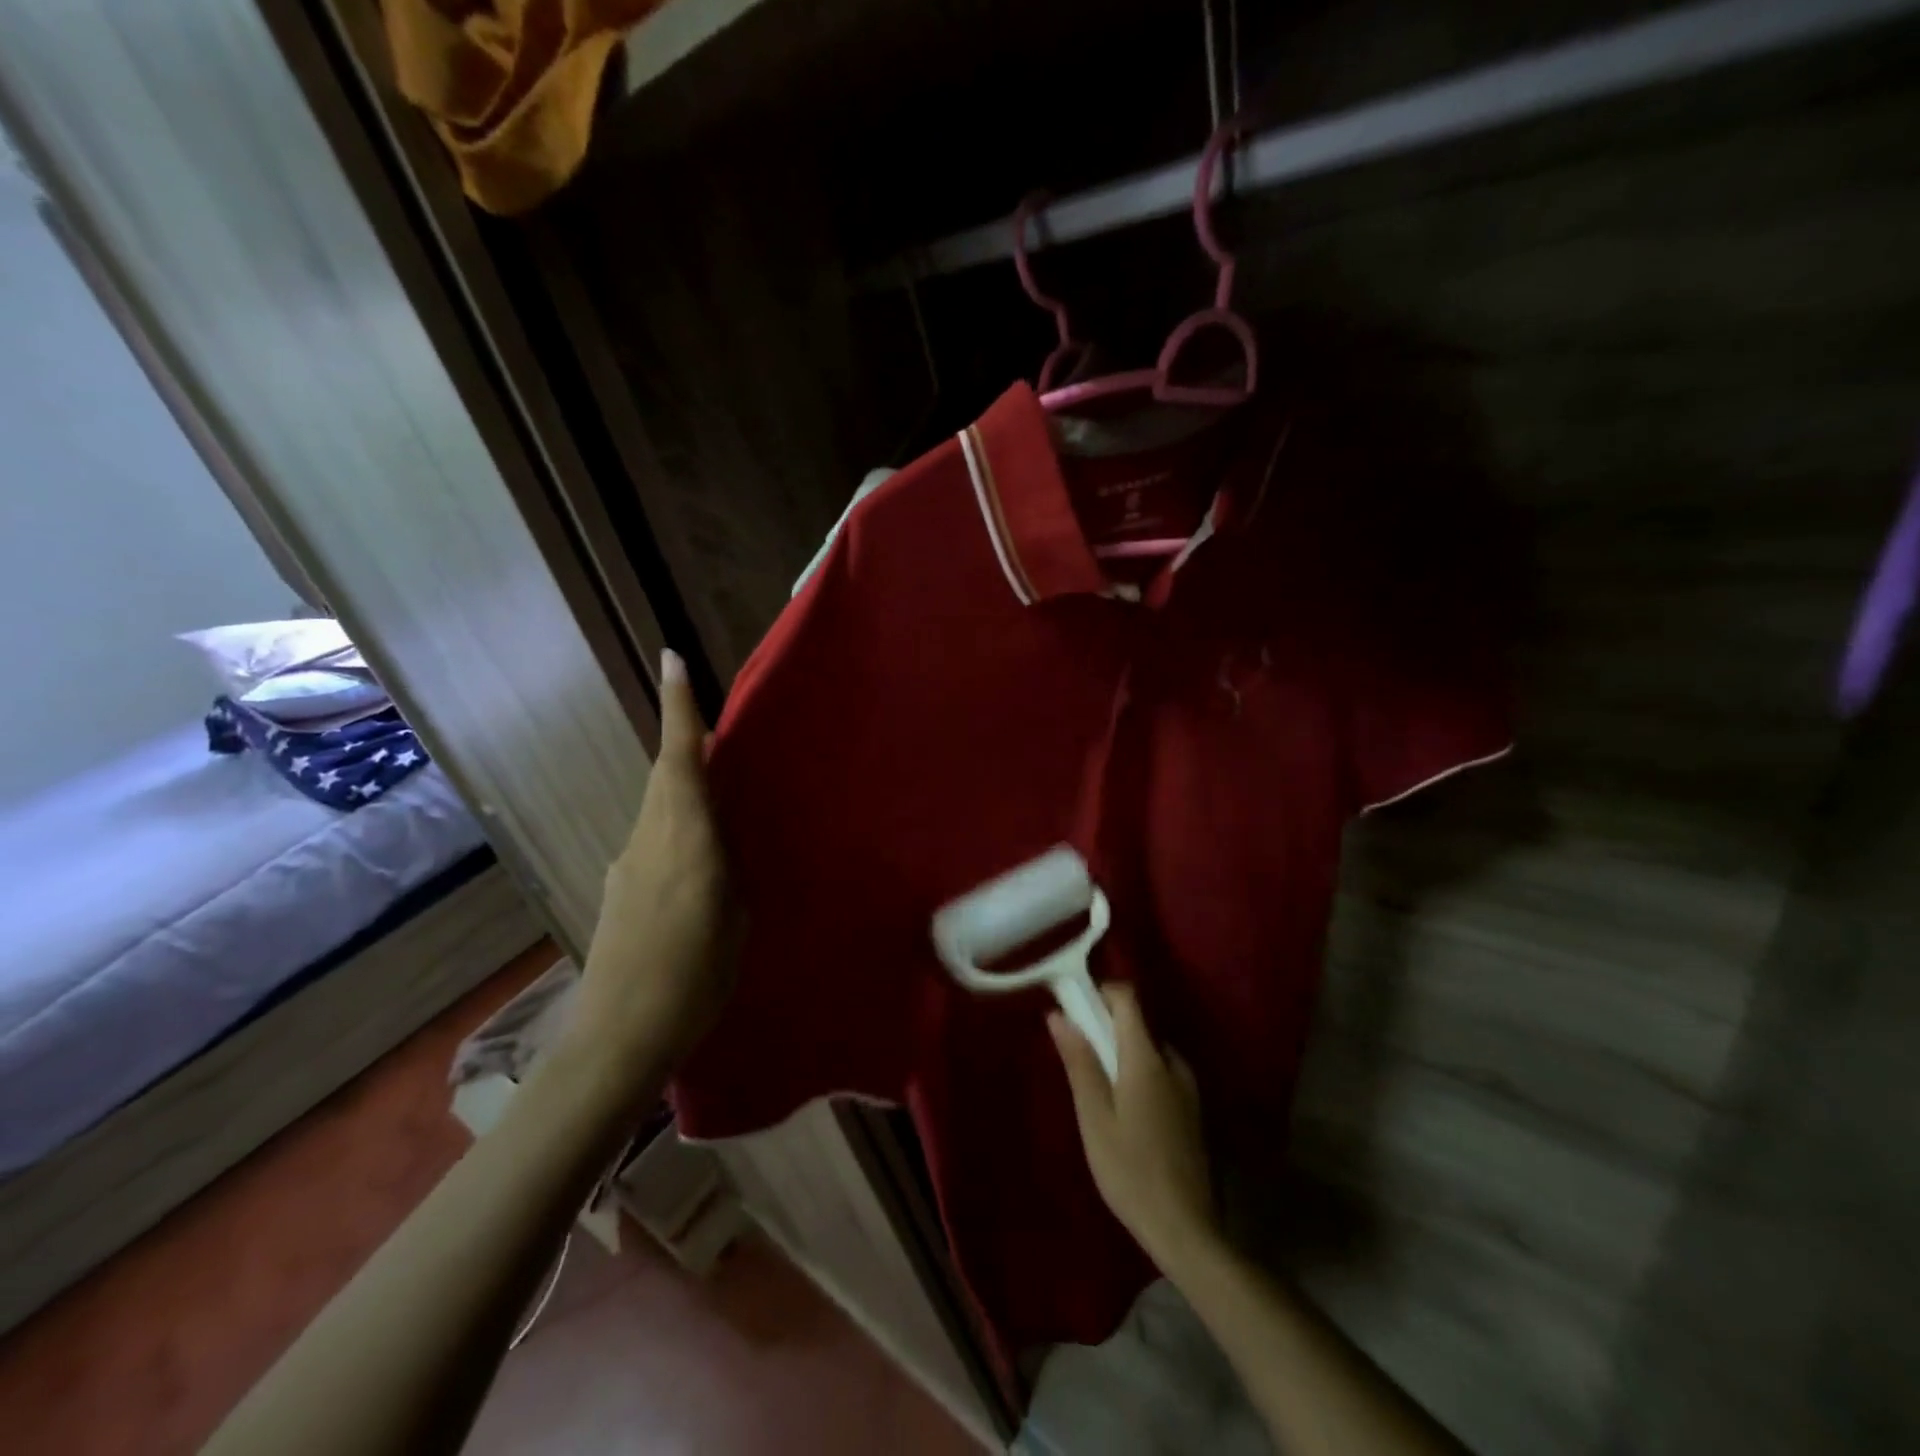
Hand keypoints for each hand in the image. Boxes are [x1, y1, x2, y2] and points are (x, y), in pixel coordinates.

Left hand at [568, 650, 738, 1081]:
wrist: (617, 1037)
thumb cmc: (693, 977)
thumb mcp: (735, 918)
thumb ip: (729, 868)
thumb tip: (723, 842)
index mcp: (684, 840)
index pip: (679, 759)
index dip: (678, 708)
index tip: (672, 658)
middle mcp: (650, 839)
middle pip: (667, 774)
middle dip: (686, 741)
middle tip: (718, 729)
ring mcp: (629, 863)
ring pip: (661, 804)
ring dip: (684, 786)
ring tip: (723, 797)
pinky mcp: (621, 888)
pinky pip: (656, 837)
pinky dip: (678, 826)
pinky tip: (700, 860)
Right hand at [1050, 984, 1218, 1275]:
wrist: (1186, 1230)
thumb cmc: (1130, 1170)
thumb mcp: (1094, 1117)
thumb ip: (1079, 1062)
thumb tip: (1059, 1015)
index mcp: (1147, 1058)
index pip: (1128, 998)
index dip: (1100, 993)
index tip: (1074, 1008)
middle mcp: (1172, 1062)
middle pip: (1137, 1023)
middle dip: (1105, 1028)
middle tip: (1077, 1058)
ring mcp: (1187, 1087)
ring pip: (1148, 1050)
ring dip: (1122, 1054)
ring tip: (1097, 1092)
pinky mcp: (1192, 1110)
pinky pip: (1161, 1072)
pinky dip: (1138, 1074)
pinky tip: (1125, 1113)